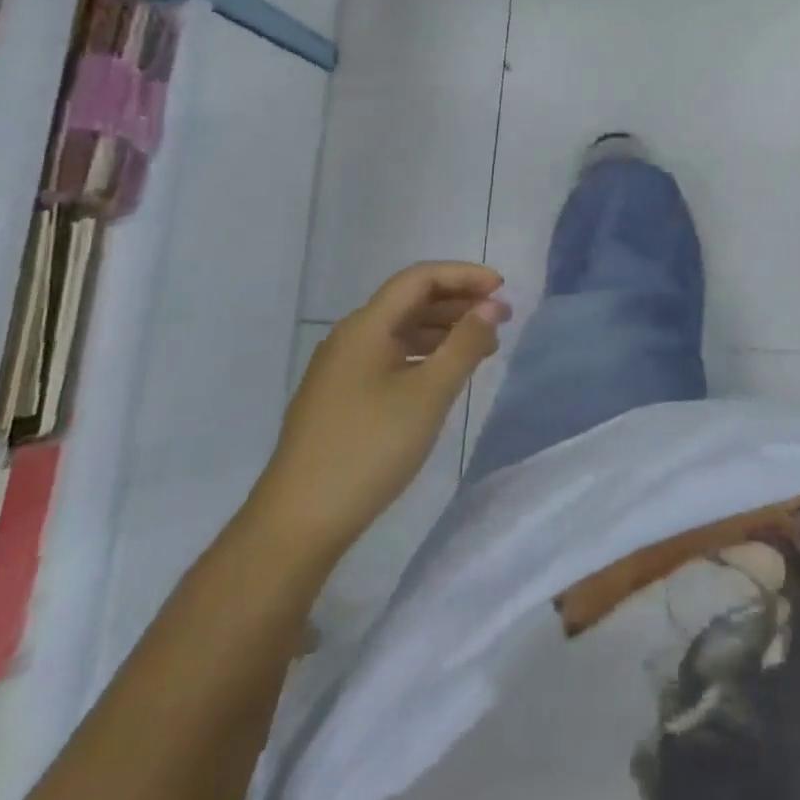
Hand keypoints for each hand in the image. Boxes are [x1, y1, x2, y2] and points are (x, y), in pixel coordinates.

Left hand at [249, 262, 509, 556]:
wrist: (297, 524)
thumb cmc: (369, 449)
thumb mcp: (429, 394)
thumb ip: (465, 344)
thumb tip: (491, 306)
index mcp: (366, 326)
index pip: (420, 278)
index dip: (464, 276)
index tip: (502, 288)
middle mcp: (350, 337)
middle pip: (410, 301)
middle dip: (458, 303)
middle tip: (502, 319)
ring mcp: (342, 369)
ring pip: (401, 331)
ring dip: (444, 330)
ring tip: (483, 348)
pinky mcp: (341, 397)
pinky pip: (390, 357)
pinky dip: (424, 355)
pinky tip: (445, 375)